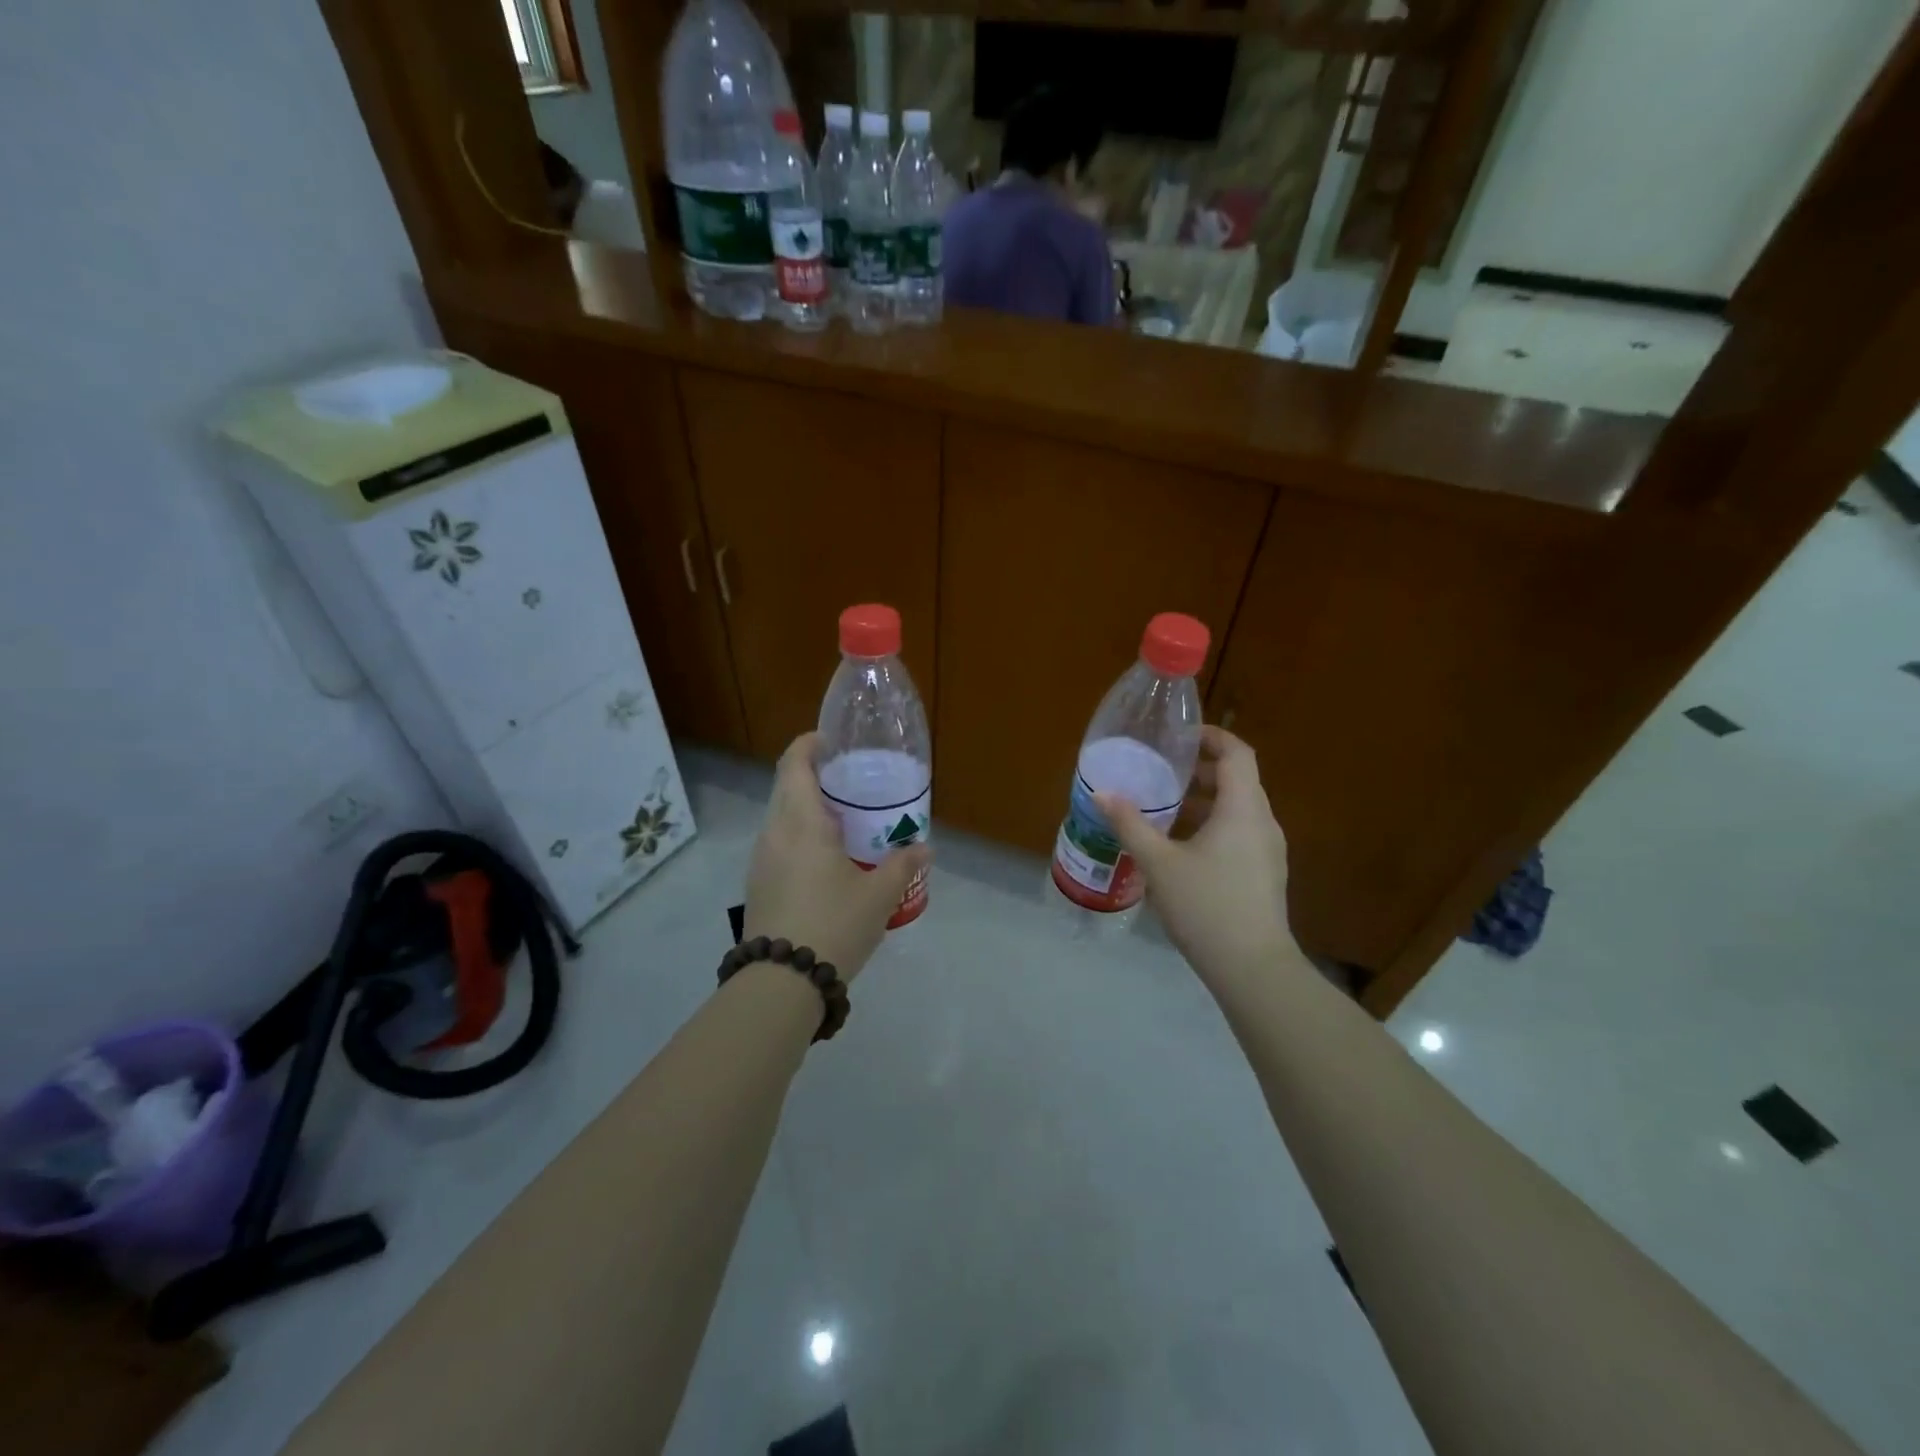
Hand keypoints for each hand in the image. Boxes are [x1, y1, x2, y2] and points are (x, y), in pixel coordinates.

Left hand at [743, 733, 930, 981]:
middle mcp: (774, 832)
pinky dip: (800, 835)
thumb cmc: (833, 924)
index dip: (810, 744)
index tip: (833, 741)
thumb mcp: (879, 895)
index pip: (795, 764)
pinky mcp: (758, 884)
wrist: (782, 982)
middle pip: (787, 786)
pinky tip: (827, 859)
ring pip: (781, 817)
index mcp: (801, 822)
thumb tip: (924, 847)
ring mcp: (761, 860)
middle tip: (852, 782)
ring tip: (845, 821)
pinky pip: (779, 843)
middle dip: (815, 776)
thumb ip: (903, 865)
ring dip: (807, 808)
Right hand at [1094, 726, 1297, 984]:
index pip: (1237, 754)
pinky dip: (1214, 824)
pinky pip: (1241, 833)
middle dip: (1202, 770)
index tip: (1181, 736)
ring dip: (1206, 800)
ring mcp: (1269, 851)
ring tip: (1167, 808)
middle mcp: (1263, 822)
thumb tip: (1101, 794)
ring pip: (1239, 809)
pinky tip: (1183, 847)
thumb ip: (1130, 824)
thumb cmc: (1206, 905)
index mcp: (1243, 809)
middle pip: (1239, 779)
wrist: (1252, 968)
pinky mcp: (1265, 874)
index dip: (1212, 737)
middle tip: (1164, 770)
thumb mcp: (1159, 863)